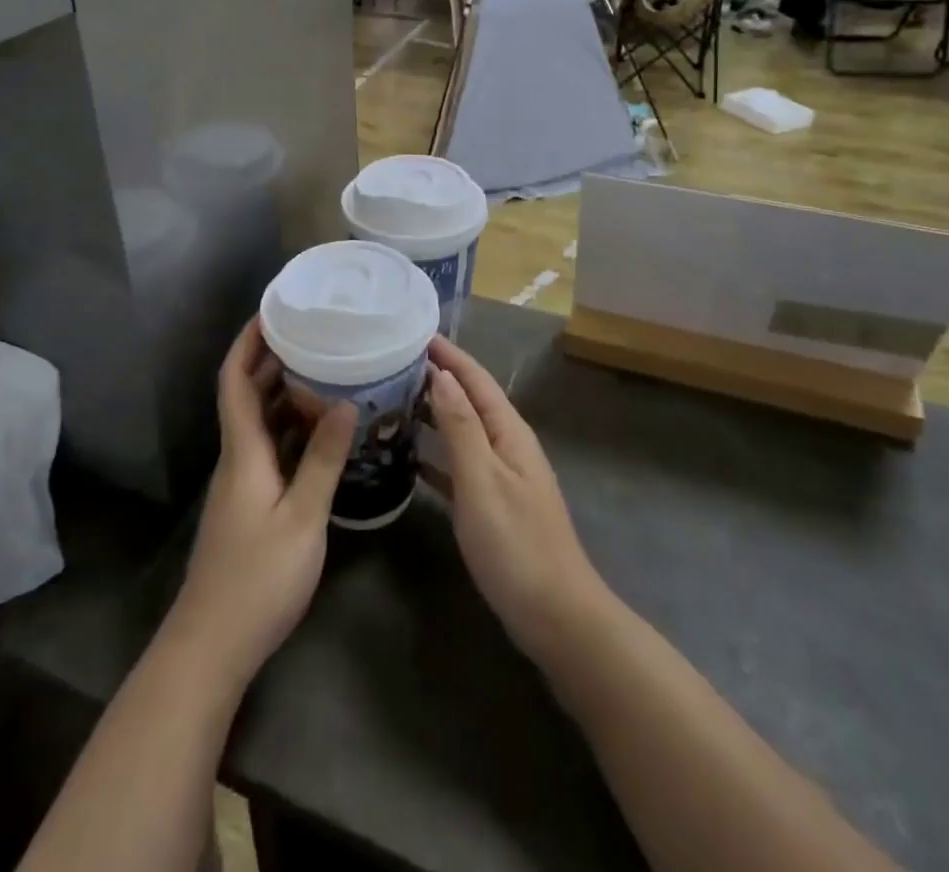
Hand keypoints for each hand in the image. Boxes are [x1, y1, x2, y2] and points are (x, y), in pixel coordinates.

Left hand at [168, 316, 356, 688]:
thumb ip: (322, 460)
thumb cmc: (257, 579)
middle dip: (271, 359)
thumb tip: (346, 403)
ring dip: (283, 393)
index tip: (270, 312)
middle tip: (312, 333)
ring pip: (259, 423)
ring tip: (324, 369)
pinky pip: (270, 449)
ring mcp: (241, 482)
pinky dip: (291, 429)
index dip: (246, 343)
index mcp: (243, 451)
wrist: (212, 646)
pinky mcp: (249, 504)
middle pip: (246, 395)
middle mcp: (237, 458)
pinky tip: (321, 430)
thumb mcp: (302, 518)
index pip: (234, 381)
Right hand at [424, 336, 609, 662]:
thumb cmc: (516, 545)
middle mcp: (507, 445)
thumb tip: (443, 374)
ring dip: (432, 413)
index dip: (448, 354)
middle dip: (437, 378)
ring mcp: (501, 476)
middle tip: (391, 363)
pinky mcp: (492, 505)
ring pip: (462, 431)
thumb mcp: (482, 481)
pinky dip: (435, 454)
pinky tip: (408, 457)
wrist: (556, 616)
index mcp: (509, 432)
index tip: (413, 332)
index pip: (475, 379)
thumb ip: (461, 427)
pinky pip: (458, 465)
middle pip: (470, 400)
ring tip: (393, 400)